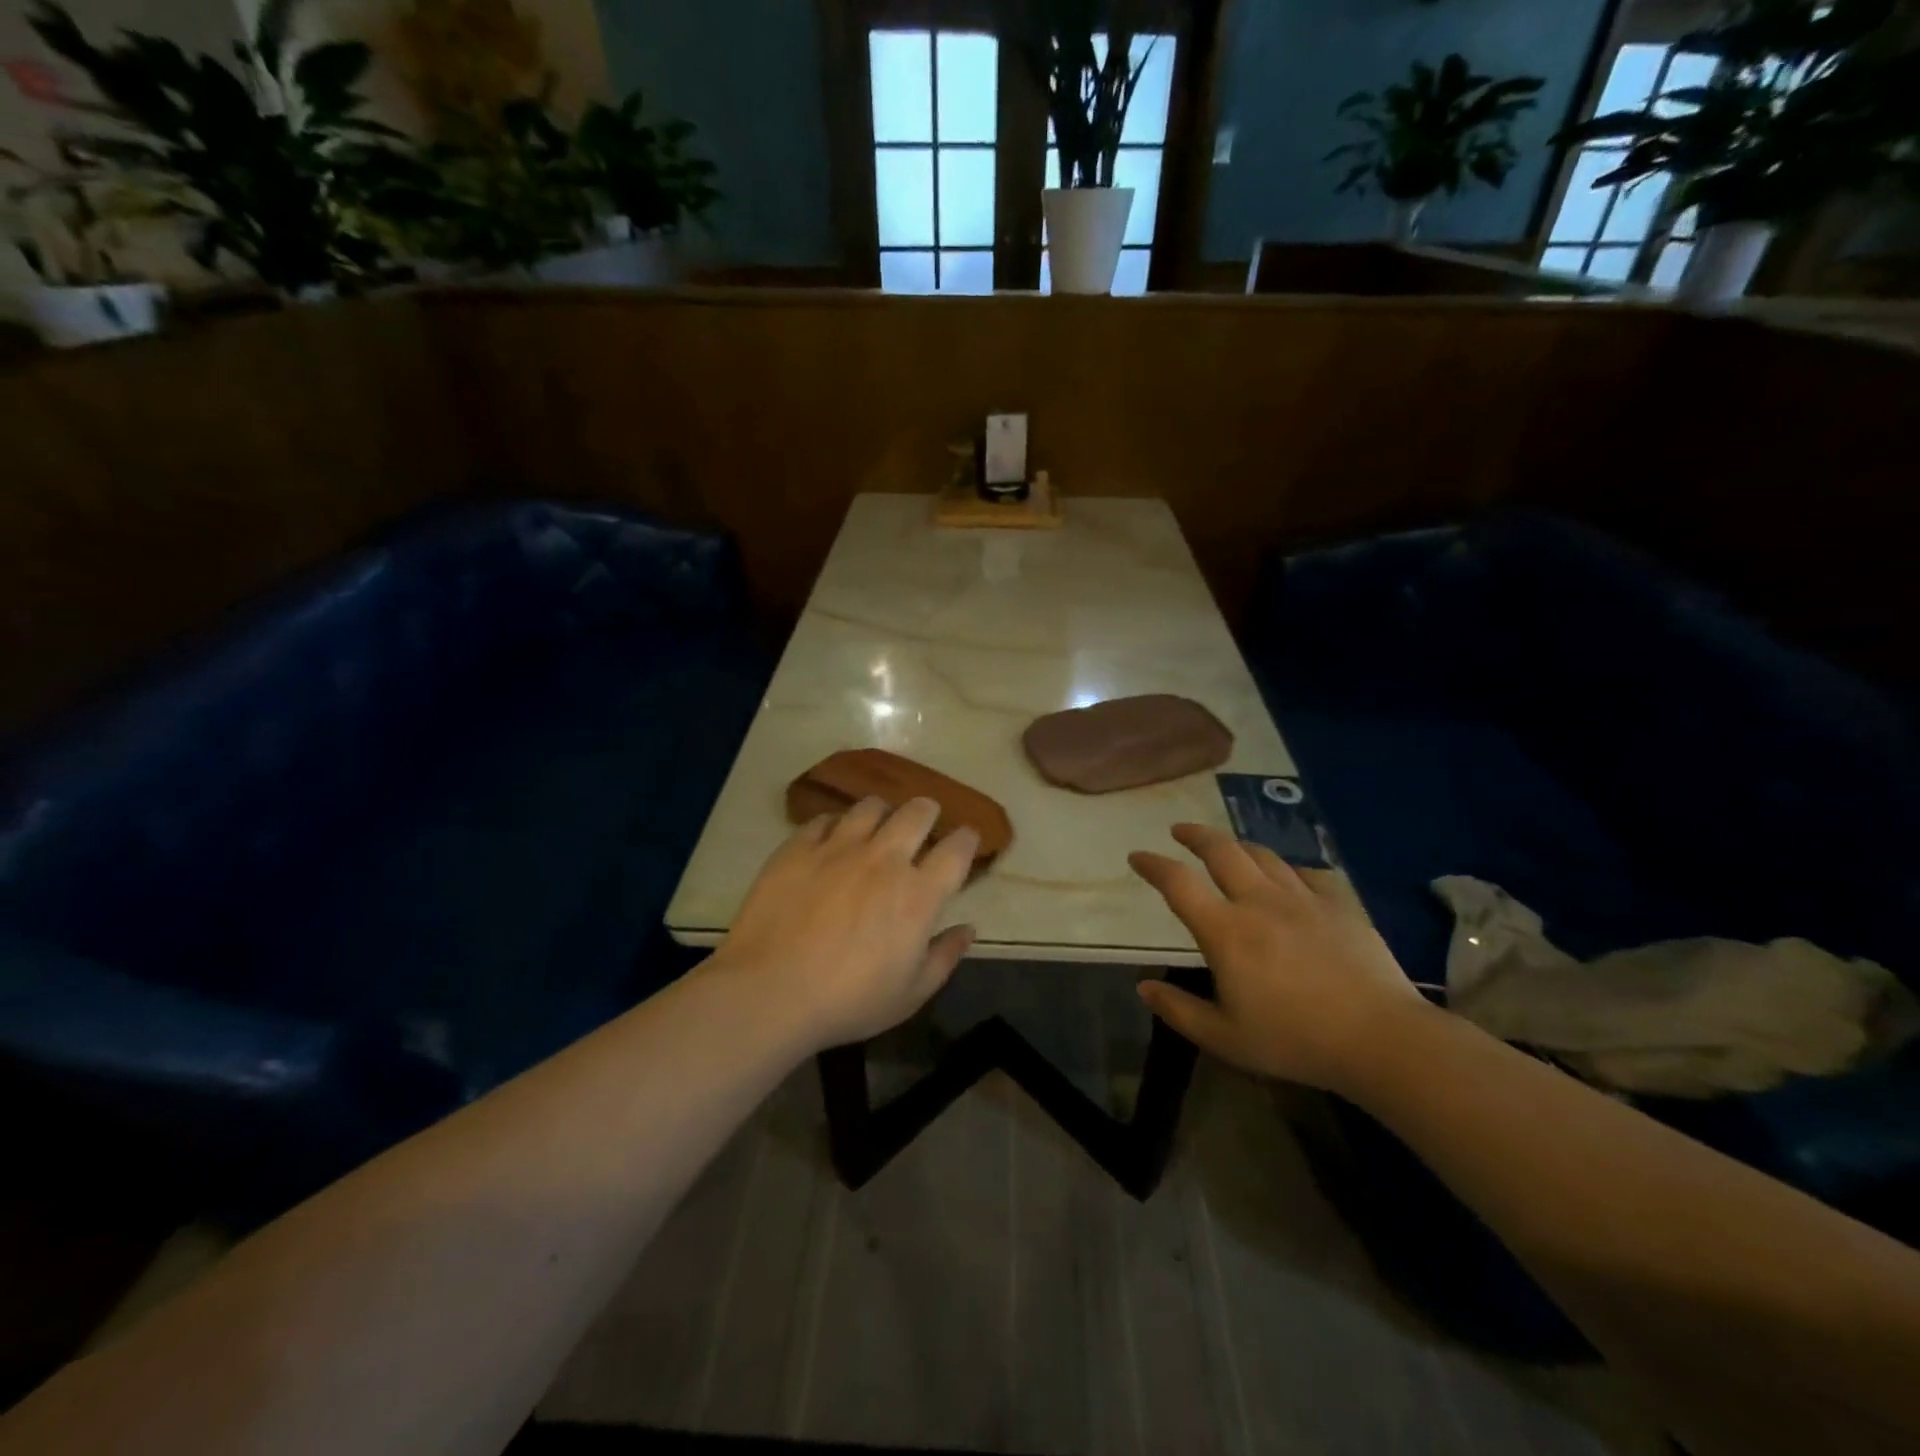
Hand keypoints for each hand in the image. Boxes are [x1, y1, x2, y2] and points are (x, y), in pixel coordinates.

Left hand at [708, 797, 978, 1050]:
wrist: (770, 992)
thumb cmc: (848, 1002)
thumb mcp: (910, 994)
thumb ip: (944, 957)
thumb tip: (967, 929)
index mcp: (918, 894)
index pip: (956, 850)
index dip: (967, 839)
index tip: (967, 838)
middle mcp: (884, 859)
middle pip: (916, 813)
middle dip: (927, 811)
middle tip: (925, 819)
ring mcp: (838, 848)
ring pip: (870, 807)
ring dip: (882, 812)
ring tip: (877, 824)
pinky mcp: (798, 848)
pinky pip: (823, 819)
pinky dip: (835, 825)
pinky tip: (831, 839)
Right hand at [1129, 824, 1427, 1091]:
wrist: (1382, 1038)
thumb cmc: (1295, 1040)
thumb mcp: (1225, 1038)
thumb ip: (1178, 1010)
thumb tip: (1143, 987)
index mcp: (1226, 931)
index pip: (1178, 883)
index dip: (1153, 865)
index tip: (1137, 856)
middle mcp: (1259, 902)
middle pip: (1221, 850)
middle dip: (1195, 835)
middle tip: (1179, 831)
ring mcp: (1302, 899)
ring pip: (1262, 855)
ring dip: (1237, 846)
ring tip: (1227, 849)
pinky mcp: (1339, 904)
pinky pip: (1306, 873)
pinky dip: (1286, 869)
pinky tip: (1287, 878)